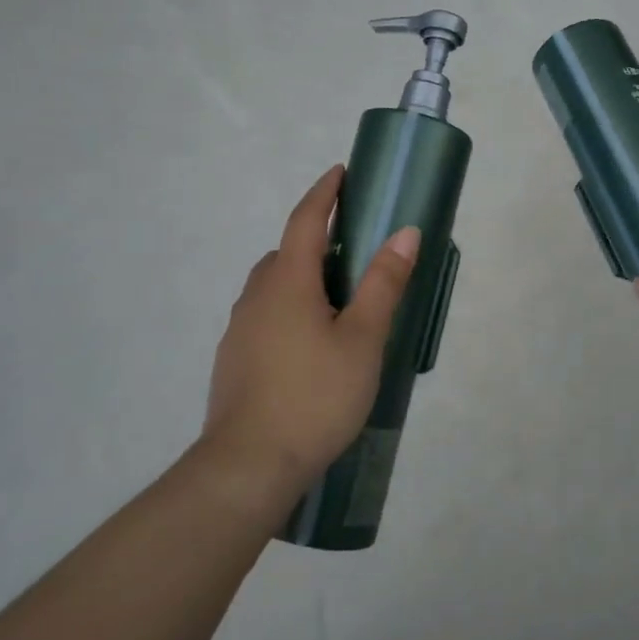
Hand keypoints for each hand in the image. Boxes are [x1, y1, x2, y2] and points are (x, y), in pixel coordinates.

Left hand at [201, 165, 419, 497]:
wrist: (248, 467)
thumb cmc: (314, 395)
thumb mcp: (363, 338)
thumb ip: (383, 283)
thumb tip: (404, 231)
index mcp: (288, 283)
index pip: (305, 221)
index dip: (324, 193)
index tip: (341, 172)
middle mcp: (257, 297)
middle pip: (286, 253)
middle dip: (315, 239)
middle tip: (352, 246)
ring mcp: (240, 331)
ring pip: (272, 287)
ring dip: (301, 277)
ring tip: (336, 300)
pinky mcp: (234, 361)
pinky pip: (265, 316)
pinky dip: (289, 310)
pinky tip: (310, 345)